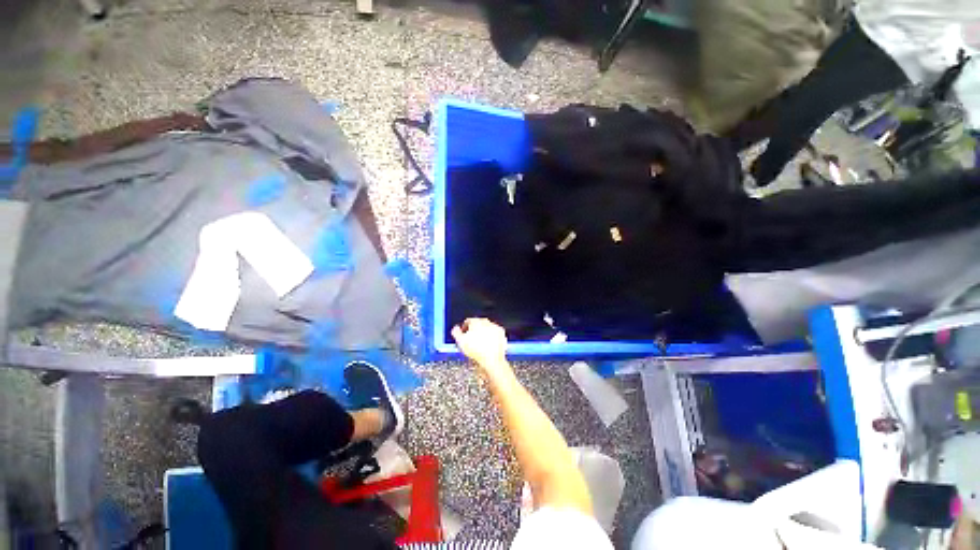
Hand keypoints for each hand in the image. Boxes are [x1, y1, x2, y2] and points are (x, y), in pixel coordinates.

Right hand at [452, 318, 508, 372]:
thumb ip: (456, 332)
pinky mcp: (501, 332)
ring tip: (480, 343)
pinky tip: (489, 344)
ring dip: (483, 332)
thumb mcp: (460, 342)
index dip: (464, 328)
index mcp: (475, 321)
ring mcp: (494, 326)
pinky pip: (494, 332)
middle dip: (474, 330)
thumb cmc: (476, 351)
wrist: (491, 359)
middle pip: (478, 323)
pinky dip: (492, 336)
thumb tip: (455, 328)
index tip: (464, 334)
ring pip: (487, 327)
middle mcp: (486, 321)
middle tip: (472, 339)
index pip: (468, 321)